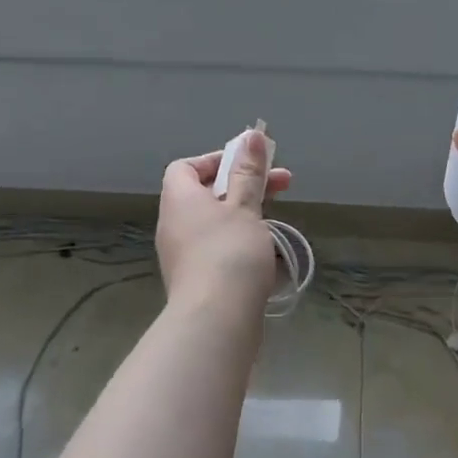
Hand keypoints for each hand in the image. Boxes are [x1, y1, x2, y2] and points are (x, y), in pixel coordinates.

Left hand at [156, 131, 293, 313]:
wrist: (216, 321)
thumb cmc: (229, 252)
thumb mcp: (245, 206)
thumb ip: (248, 172)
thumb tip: (250, 136)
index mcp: (180, 199)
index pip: (185, 167)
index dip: (215, 160)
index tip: (248, 164)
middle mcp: (175, 224)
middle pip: (206, 194)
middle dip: (245, 186)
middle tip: (283, 185)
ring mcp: (183, 255)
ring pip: (216, 224)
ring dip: (247, 217)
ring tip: (278, 222)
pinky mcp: (197, 281)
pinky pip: (218, 250)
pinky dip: (242, 245)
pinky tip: (269, 256)